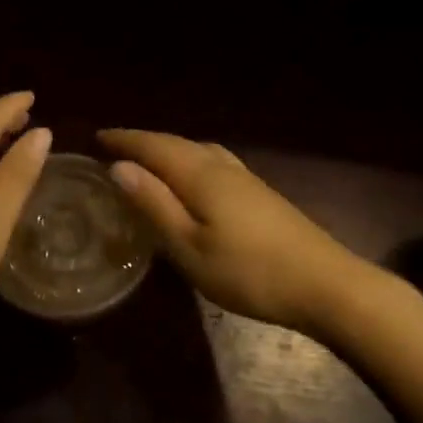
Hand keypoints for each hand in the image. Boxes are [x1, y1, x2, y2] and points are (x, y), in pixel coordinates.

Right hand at [99, 129, 373, 334]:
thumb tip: (119, 167)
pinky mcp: (261, 194)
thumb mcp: (190, 247)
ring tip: (148, 160)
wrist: (325, 285)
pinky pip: (214, 162)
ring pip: (199, 150)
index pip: (155, 146)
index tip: (97, 137)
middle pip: (177, 144)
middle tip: (115, 148)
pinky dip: (191, 161)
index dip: (125, 140)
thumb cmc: (249, 272)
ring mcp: (246, 179)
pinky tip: (194, 178)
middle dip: (144, 142)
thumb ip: (155, 205)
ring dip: (169, 149)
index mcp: (201, 175)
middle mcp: (222, 167)